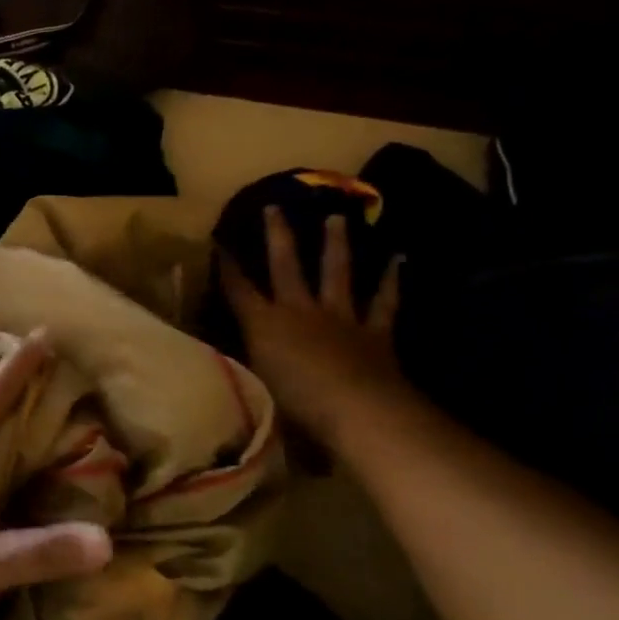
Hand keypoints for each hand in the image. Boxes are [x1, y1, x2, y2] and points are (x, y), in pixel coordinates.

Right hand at [222, 207, 405, 449]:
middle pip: (285, 266)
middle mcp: (298, 312)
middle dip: (278, 236)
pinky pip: (384, 302)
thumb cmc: (296, 409)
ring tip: (335, 218)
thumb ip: (248, 379)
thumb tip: (234, 384)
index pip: (238, 290)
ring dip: (335, 245)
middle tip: (275, 207)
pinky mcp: (375, 331)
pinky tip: (399, 260)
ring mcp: (339, 318)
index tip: (219, 242)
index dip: (227, 267)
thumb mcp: (258, 394)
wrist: (357, 412)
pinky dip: (391, 282)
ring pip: (335, 273)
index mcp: (264, 326)